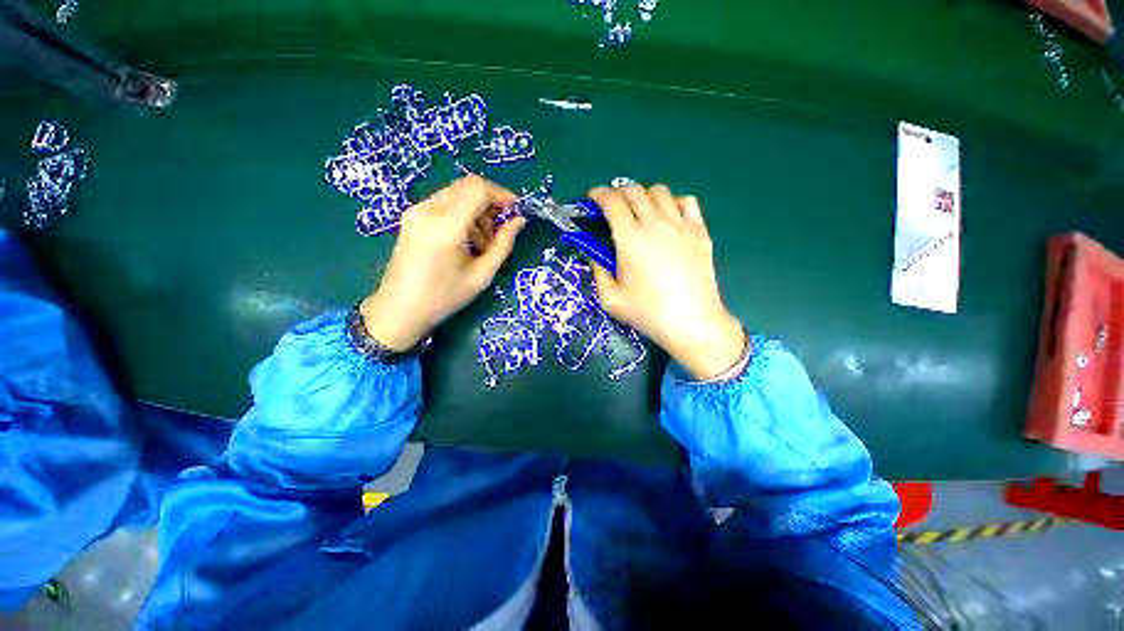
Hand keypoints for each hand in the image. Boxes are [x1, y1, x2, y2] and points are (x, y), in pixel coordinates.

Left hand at [360, 175, 525, 350]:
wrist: (399, 309)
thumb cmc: (444, 298)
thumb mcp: (481, 275)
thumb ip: (503, 244)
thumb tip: (519, 221)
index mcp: (445, 227)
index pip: (477, 190)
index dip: (501, 195)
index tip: (516, 211)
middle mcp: (428, 211)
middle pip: (467, 186)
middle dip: (491, 202)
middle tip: (502, 228)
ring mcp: (416, 211)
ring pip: (457, 193)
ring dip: (477, 210)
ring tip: (483, 242)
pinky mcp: (411, 216)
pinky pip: (444, 202)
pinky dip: (462, 213)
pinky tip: (466, 239)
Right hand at [589, 184, 745, 379]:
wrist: (692, 322)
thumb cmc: (647, 312)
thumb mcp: (610, 298)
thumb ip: (598, 271)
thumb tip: (596, 254)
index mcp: (630, 238)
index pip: (611, 202)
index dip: (598, 195)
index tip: (591, 199)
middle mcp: (655, 223)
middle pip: (634, 191)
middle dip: (617, 193)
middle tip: (611, 207)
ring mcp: (681, 224)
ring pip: (659, 191)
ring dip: (643, 195)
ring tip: (639, 212)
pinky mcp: (700, 231)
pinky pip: (686, 201)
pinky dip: (672, 201)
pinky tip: (667, 217)